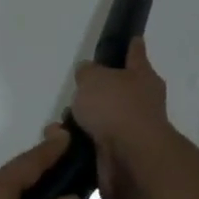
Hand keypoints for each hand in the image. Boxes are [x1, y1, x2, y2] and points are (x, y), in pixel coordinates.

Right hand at [70, 37, 177, 198]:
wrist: (131, 159)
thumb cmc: (117, 108)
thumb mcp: (94, 78)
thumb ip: (88, 72)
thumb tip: (89, 73)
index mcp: (142, 77)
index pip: (136, 54)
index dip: (132, 46)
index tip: (133, 38)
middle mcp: (141, 103)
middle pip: (116, 92)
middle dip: (94, 94)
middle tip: (74, 95)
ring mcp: (131, 132)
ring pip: (100, 121)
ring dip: (79, 123)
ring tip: (57, 127)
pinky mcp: (119, 158)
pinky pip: (91, 146)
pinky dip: (75, 145)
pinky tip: (59, 145)